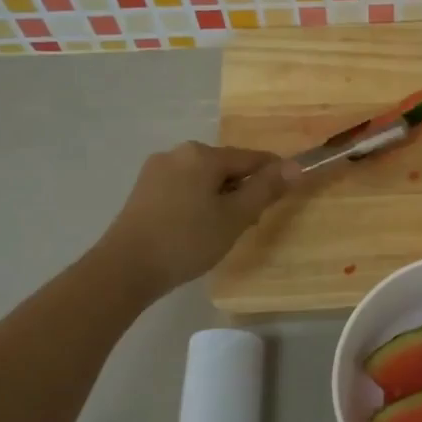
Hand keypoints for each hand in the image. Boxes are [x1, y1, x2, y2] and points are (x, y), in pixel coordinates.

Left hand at [96, 141, 297, 297]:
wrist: (125, 268)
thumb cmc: (187, 240)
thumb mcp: (235, 217)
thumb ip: (266, 189)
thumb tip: (296, 166)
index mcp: (202, 155)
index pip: (251, 158)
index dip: (274, 175)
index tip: (287, 195)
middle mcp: (178, 153)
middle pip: (226, 167)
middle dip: (243, 190)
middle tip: (249, 224)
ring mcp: (156, 170)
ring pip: (204, 179)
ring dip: (221, 198)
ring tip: (222, 231)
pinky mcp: (144, 190)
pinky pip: (184, 188)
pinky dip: (198, 203)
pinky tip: (196, 229)